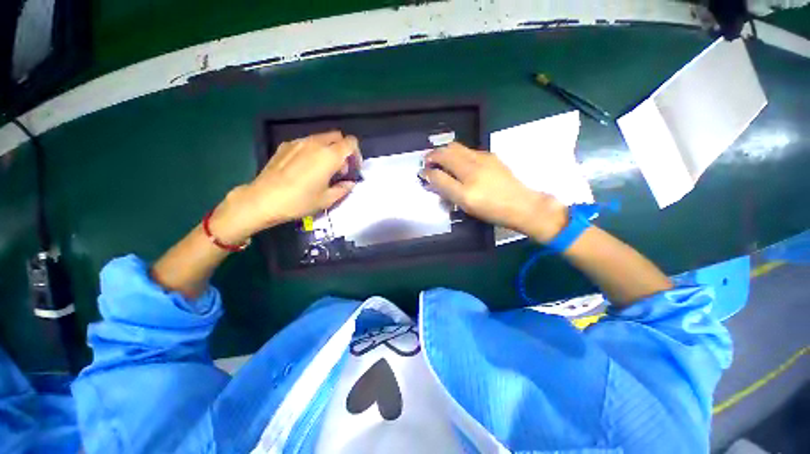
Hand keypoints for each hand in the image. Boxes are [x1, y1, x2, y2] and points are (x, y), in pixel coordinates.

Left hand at [210, 131, 360, 242]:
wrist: (263, 199)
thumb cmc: (299, 201)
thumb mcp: (327, 199)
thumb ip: (343, 189)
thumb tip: (350, 183)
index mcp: (329, 156)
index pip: (351, 142)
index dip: (356, 154)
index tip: (353, 168)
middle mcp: (315, 143)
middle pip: (337, 137)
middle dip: (343, 151)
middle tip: (339, 169)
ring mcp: (299, 142)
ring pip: (321, 139)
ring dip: (328, 150)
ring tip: (322, 170)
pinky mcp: (286, 145)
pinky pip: (306, 143)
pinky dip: (313, 151)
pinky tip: (305, 168)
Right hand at [422, 142, 566, 242]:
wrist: (523, 204)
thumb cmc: (492, 210)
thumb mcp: (466, 205)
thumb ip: (447, 190)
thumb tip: (432, 178)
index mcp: (466, 184)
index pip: (439, 172)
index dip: (427, 171)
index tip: (422, 172)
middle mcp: (473, 166)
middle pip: (447, 151)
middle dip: (434, 155)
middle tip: (428, 163)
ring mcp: (483, 158)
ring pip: (457, 147)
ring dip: (445, 151)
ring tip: (441, 160)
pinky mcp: (491, 156)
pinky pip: (468, 150)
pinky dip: (457, 153)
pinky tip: (459, 163)